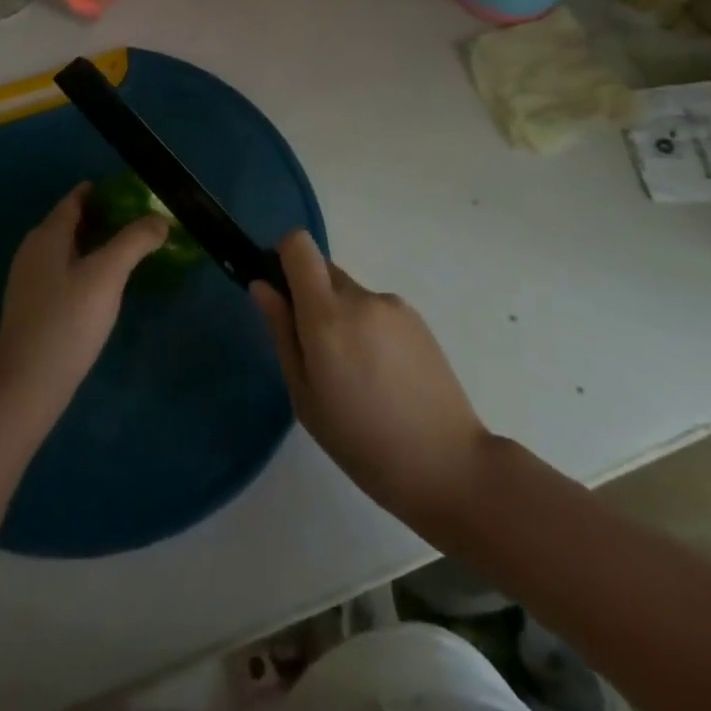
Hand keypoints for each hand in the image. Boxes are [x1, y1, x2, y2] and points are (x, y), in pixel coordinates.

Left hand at [0, 184, 167, 420]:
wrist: (27, 386)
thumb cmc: (67, 321)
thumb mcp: (107, 275)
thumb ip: (134, 241)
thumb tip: (160, 219)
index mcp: (47, 235)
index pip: (75, 200)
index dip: (102, 192)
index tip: (132, 192)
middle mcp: (33, 251)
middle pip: (69, 222)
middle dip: (102, 217)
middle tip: (138, 221)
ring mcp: (29, 281)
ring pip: (66, 249)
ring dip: (94, 243)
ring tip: (127, 250)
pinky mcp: (32, 307)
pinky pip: (62, 272)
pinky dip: (84, 266)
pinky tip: (103, 285)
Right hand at [251, 232, 488, 539]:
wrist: (449, 465)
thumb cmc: (362, 442)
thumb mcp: (305, 396)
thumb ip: (281, 332)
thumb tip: (262, 285)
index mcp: (327, 316)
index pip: (298, 245)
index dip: (283, 257)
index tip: (280, 291)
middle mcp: (360, 297)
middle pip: (323, 269)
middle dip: (310, 297)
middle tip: (317, 352)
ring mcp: (393, 305)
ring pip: (349, 293)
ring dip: (341, 316)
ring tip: (357, 374)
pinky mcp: (417, 318)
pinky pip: (376, 309)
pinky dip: (368, 329)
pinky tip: (383, 376)